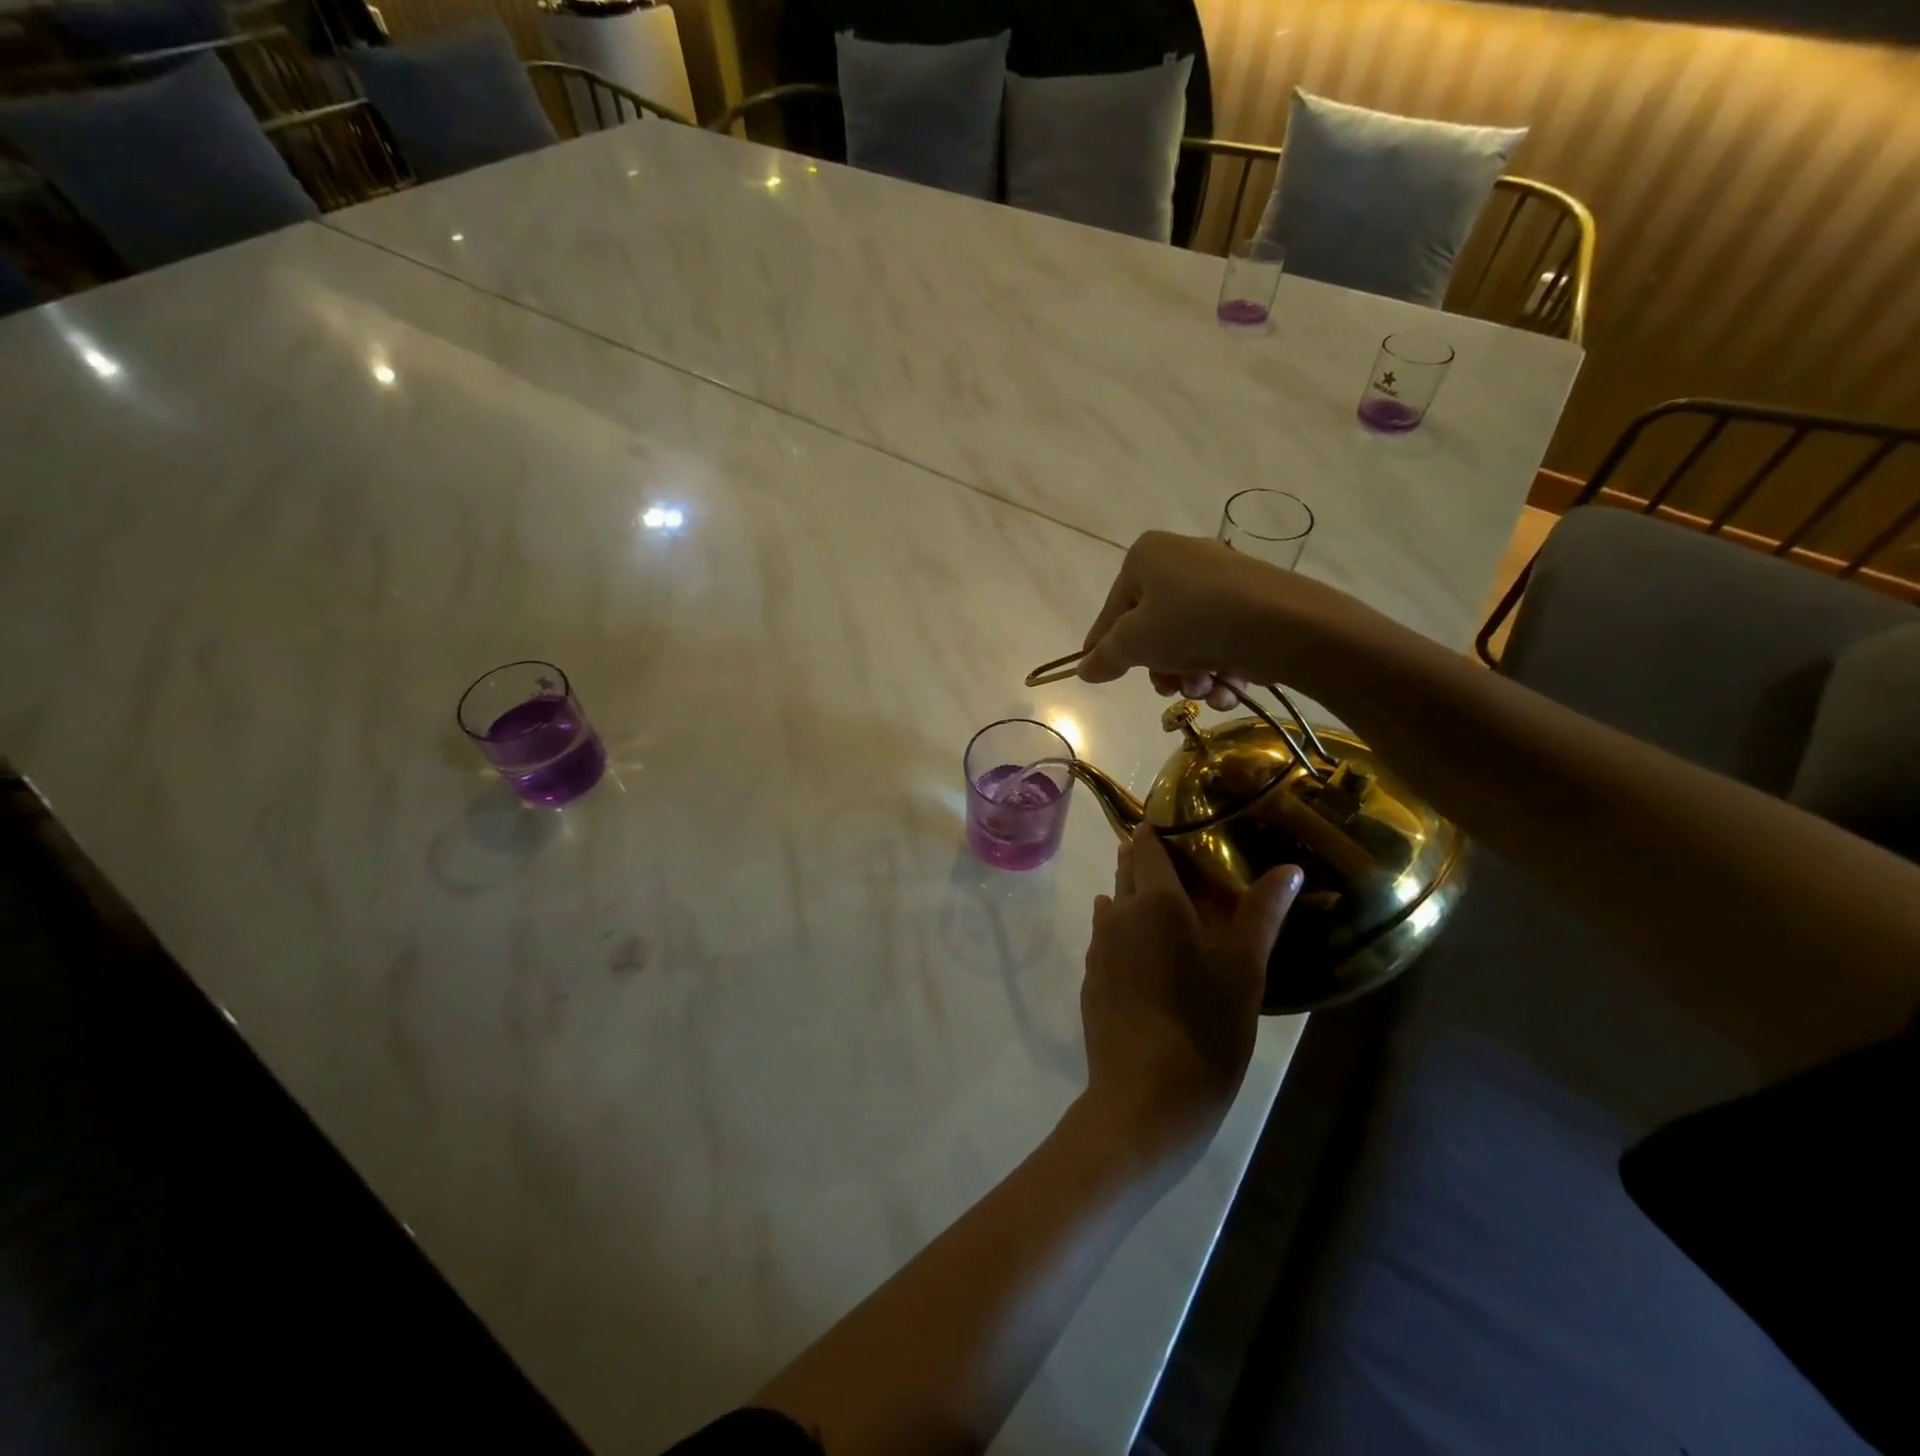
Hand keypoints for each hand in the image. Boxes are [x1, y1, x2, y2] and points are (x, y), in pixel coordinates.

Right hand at [1076, 531, 1367, 708]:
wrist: (1286, 624)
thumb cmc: (1193, 622)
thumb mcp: (1135, 642)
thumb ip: (1105, 656)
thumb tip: (1084, 669)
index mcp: (1146, 556)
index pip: (1112, 610)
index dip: (1104, 646)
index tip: (1100, 675)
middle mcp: (1183, 559)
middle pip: (1153, 627)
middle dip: (1161, 668)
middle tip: (1169, 690)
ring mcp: (1222, 579)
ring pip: (1188, 639)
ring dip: (1191, 676)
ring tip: (1205, 691)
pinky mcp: (1254, 601)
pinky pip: (1221, 638)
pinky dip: (1221, 668)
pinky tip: (1229, 689)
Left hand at [1080, 825, 1302, 1165]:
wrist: (1143, 1101)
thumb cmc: (1203, 1031)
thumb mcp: (1243, 972)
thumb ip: (1261, 914)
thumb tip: (1288, 867)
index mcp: (1153, 902)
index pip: (1147, 847)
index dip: (1160, 831)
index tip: (1182, 824)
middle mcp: (1116, 915)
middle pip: (1127, 872)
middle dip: (1148, 862)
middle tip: (1186, 865)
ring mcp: (1097, 949)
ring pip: (1114, 906)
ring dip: (1135, 898)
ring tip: (1172, 908)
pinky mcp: (1091, 980)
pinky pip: (1108, 940)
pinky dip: (1126, 933)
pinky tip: (1150, 954)